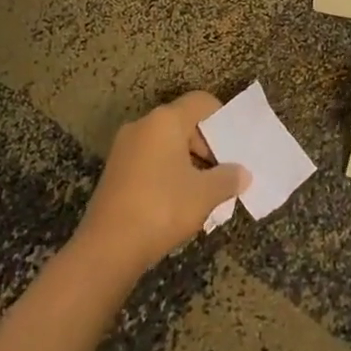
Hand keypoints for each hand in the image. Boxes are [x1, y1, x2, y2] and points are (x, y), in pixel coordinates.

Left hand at [76, 91, 249, 275]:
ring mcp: (125, 148)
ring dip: (188, 163)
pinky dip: (168, 173)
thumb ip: (228, 178)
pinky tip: (179, 202)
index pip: (201, 102)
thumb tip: (243, 174)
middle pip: (184, 123)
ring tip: (205, 192)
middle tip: (224, 173)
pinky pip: (150, 161)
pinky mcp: (115, 171)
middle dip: (207, 146)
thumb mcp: (205, 194)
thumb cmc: (162, 208)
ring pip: (166, 144)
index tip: (235, 145)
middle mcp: (143, 125)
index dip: (222, 118)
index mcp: (165, 120)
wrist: (107, 248)